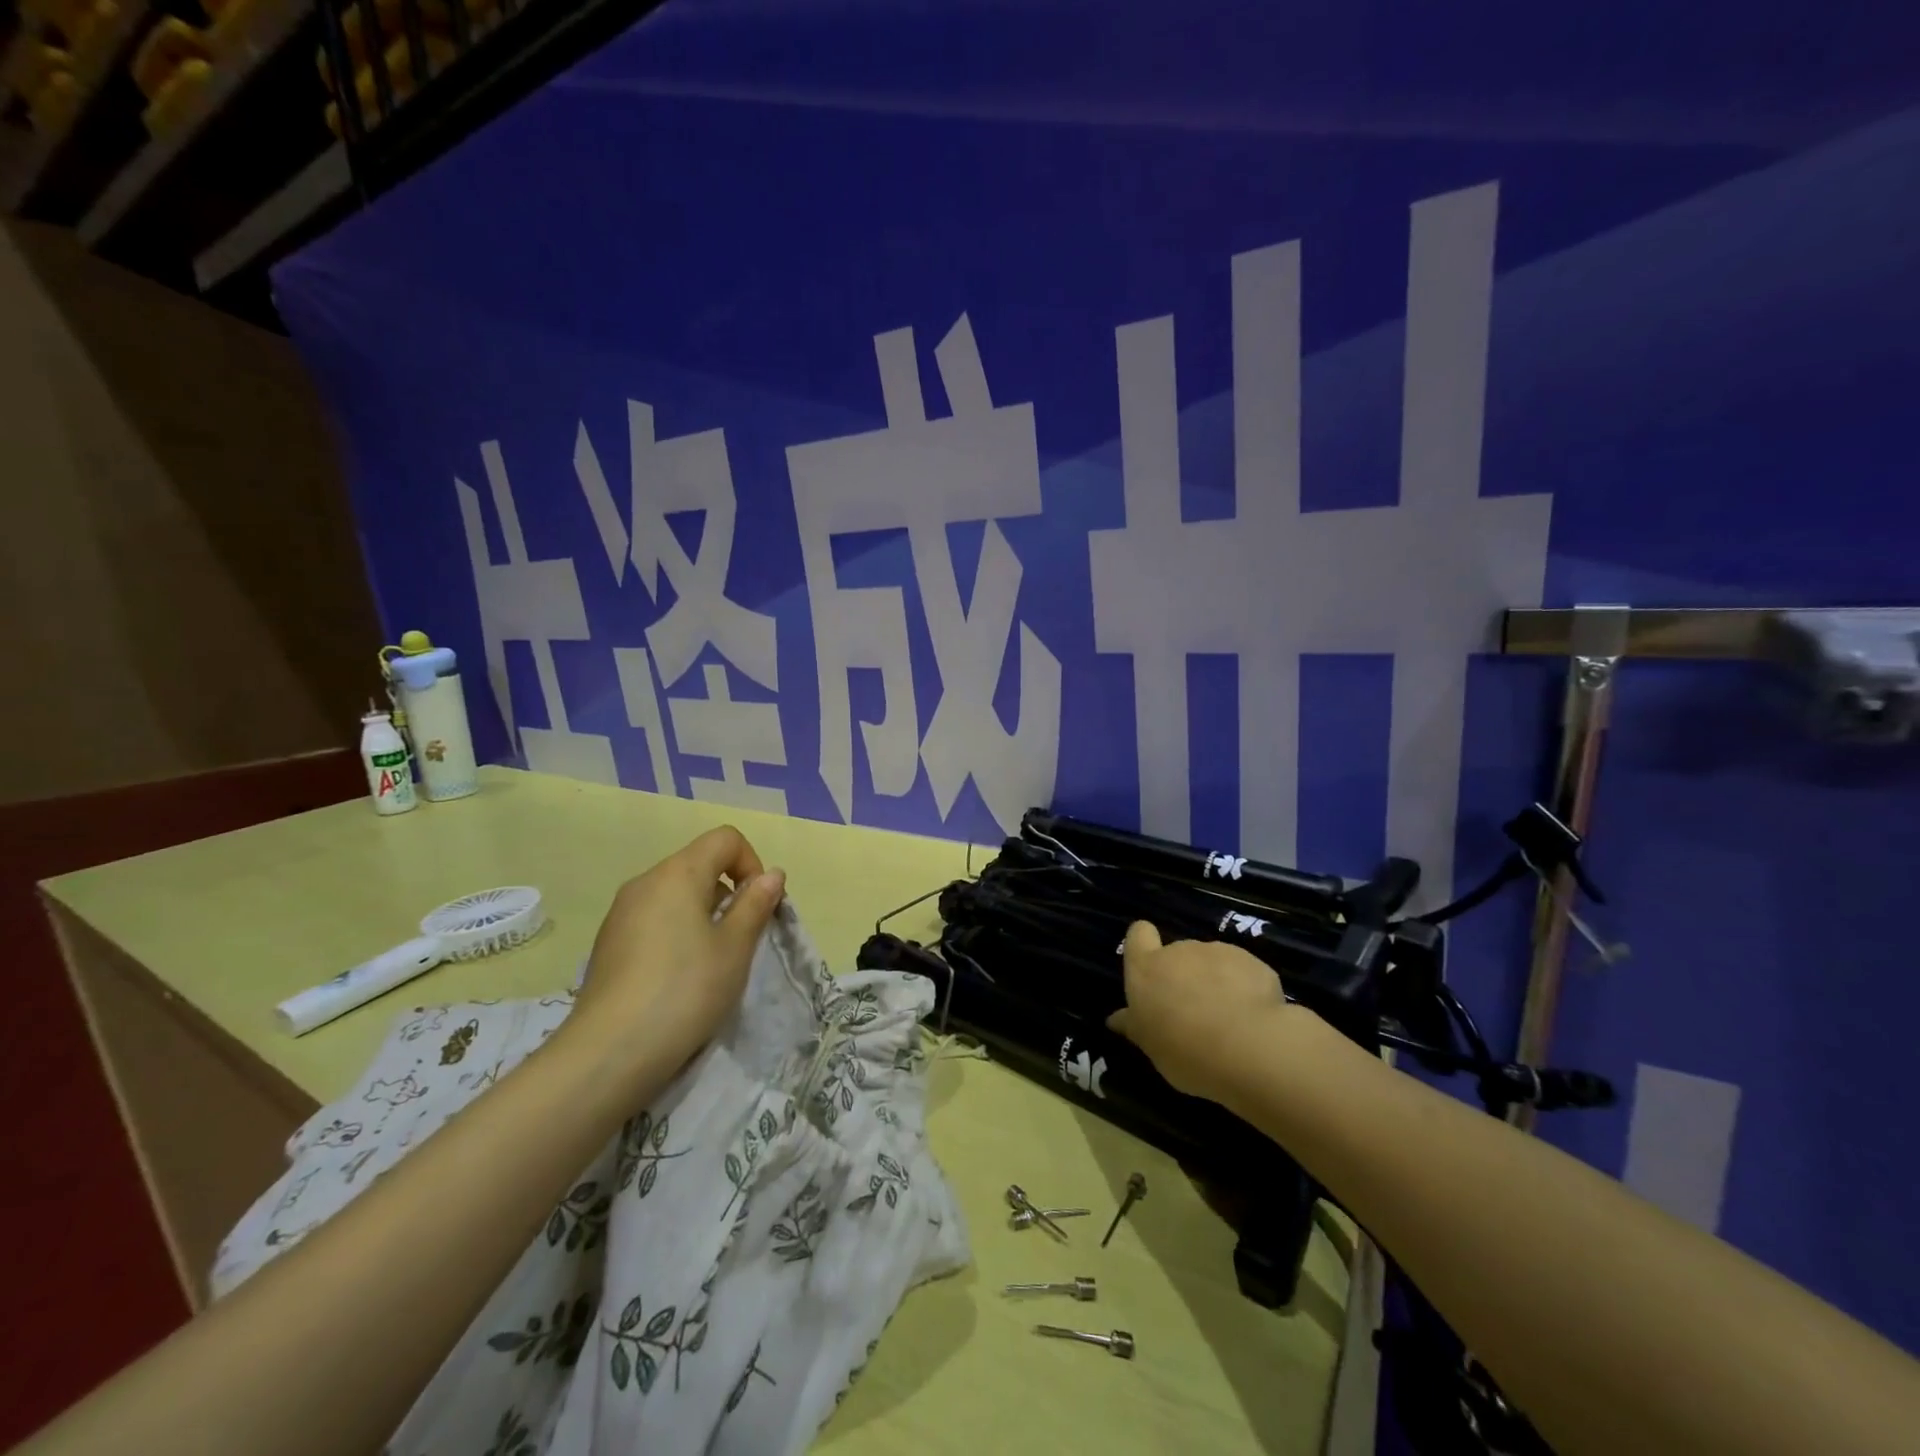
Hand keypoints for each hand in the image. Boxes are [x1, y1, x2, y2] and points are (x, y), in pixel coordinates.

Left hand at [562, 826, 785, 1092]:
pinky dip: (676, 932)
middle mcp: (645, 882)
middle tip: (740, 939)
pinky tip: (677, 976)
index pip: (725, 839)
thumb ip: (755, 904)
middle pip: (699, 864)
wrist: (609, 1053)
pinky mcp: (609, 943)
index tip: (757, 907)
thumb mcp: (735, 947)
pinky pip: (654, 918)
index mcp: (678, 873)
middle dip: (729, 892)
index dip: (751, 864)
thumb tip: (771, 874)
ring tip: (711, 962)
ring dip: (703, 914)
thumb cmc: (685, 990)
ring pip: (676, 893)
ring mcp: (621, 912)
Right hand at [1107, 920, 1291, 1104]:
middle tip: (1193, 1012)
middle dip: (1185, 975)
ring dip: (1216, 981)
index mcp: (1146, 968)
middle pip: (1178, 953)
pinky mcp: (1252, 962)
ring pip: (1212, 962)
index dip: (1144, 944)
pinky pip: (1244, 972)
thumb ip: (1134, 1026)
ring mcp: (1218, 952)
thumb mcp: (1150, 1045)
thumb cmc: (1183, 1048)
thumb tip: (1115, 1019)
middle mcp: (1180, 950)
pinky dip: (1246, 988)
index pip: (1138, 934)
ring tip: (1229, 1019)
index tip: (1151, 967)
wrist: (1246, 1047)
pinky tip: (1254, 1018)